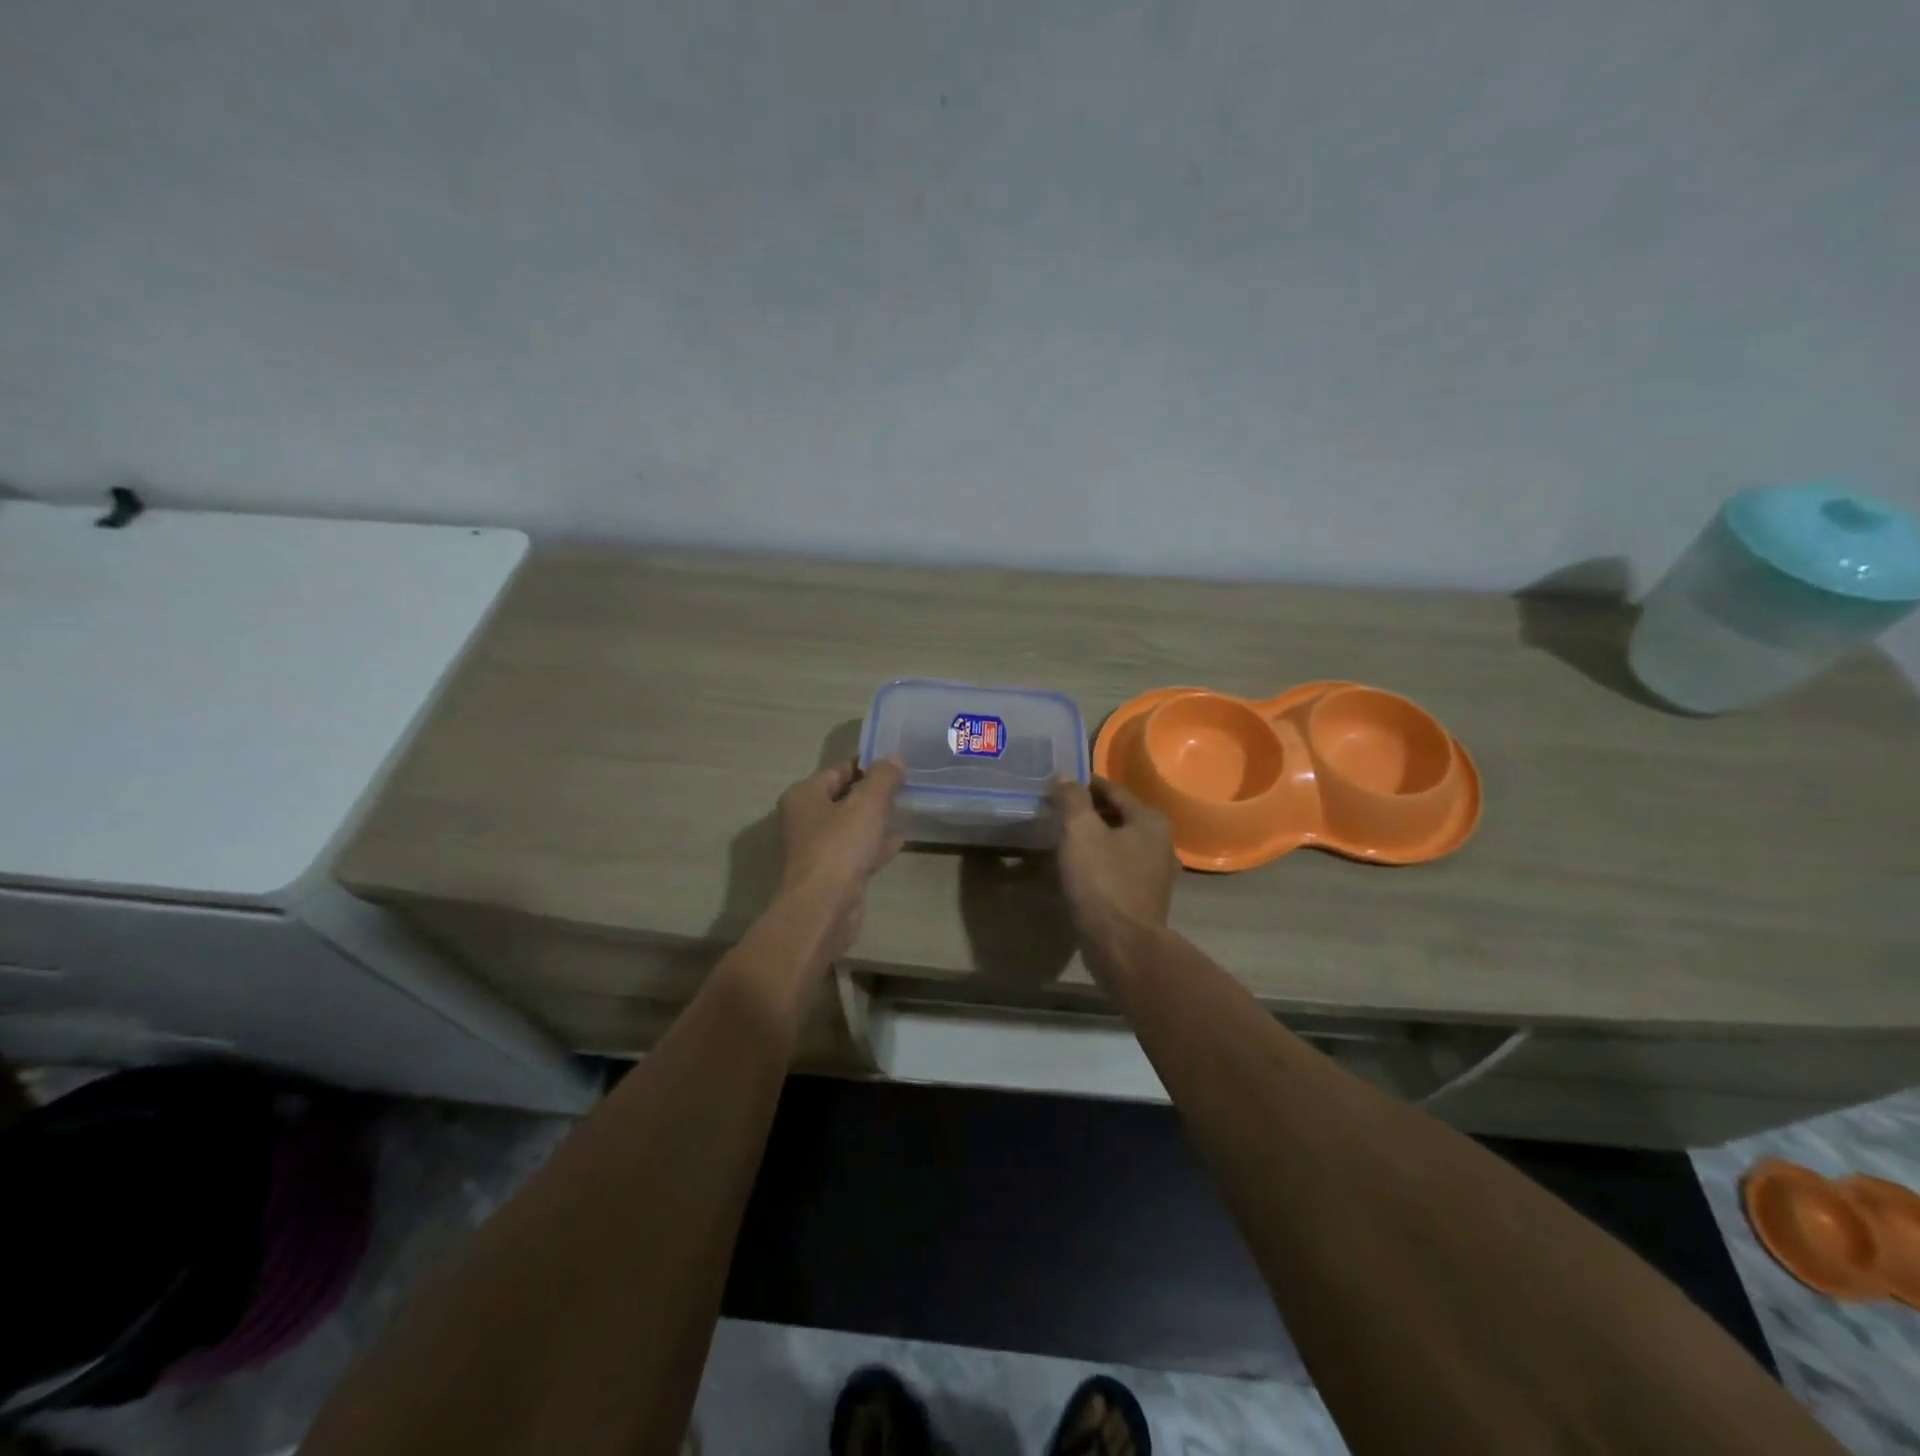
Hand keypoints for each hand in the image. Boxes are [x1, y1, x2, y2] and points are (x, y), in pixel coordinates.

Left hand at [773, 759, 904, 960]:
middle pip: (843, 798)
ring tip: (904, 809)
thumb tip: (894, 757)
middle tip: (904, 785)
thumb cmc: (839, 847)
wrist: (823, 908)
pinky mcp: (832, 875)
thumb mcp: (867, 804)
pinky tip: (899, 840)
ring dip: (873, 819)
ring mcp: (817, 850)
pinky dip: (874, 845)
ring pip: (850, 826)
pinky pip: (857, 852)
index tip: (895, 763)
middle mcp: (805, 820)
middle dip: (871, 792)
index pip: (837, 770)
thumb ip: (883, 778)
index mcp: (804, 796)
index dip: (866, 765)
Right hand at [1049, 776, 1176, 951]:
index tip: (1058, 786)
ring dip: (1094, 839)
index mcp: (1150, 820)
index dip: (1084, 785)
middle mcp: (1161, 842)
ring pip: (1119, 843)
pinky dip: (1100, 862)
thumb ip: (1072, 798)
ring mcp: (1157, 873)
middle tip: (1057, 813)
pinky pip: (1119, 868)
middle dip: (1089, 812)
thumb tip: (1065, 776)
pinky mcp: (1146, 898)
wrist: (1122, 944)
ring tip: (1064, 840)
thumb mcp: (1080, 831)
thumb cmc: (1102, 881)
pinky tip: (1079, 869)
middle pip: (1118, 816)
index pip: (1113, 789)